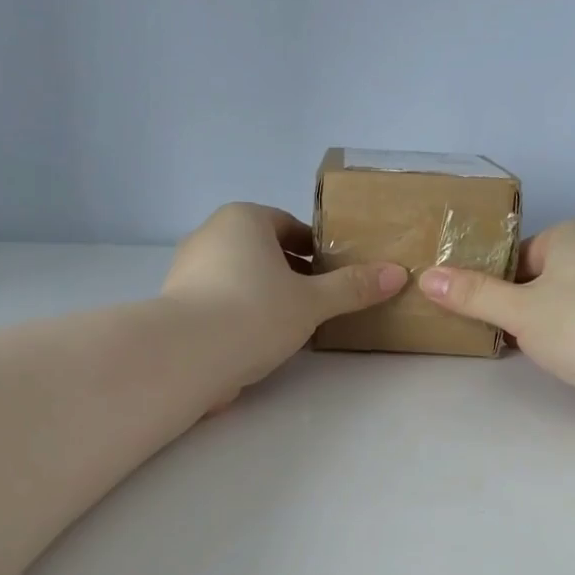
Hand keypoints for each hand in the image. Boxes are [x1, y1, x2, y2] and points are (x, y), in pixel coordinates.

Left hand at [162, 202, 404, 397]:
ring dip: (265, 296)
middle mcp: (210, 235)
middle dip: (290, 274)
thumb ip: (352, 288)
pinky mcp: (176, 305)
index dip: (315, 249)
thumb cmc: (254, 313)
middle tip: (318, 302)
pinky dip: (240, 316)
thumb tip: (397, 274)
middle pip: (262, 251)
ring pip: (239, 278)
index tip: (333, 274)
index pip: (287, 226)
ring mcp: (187, 270)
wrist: (186, 354)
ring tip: (291, 327)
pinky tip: (256, 343)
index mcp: (243, 219)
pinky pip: (219, 302)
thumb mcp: (312, 302)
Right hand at [419, 218, 574, 433]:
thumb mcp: (517, 309)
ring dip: (536, 329)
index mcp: (574, 234)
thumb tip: (426, 277)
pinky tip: (549, 362)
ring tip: (515, 350)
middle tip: (487, 333)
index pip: (517, 254)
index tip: (472, 311)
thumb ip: (472, 295)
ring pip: (557, 307)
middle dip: (513, 308)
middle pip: (536, 280)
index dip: (491, 283)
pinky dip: (561, 343)